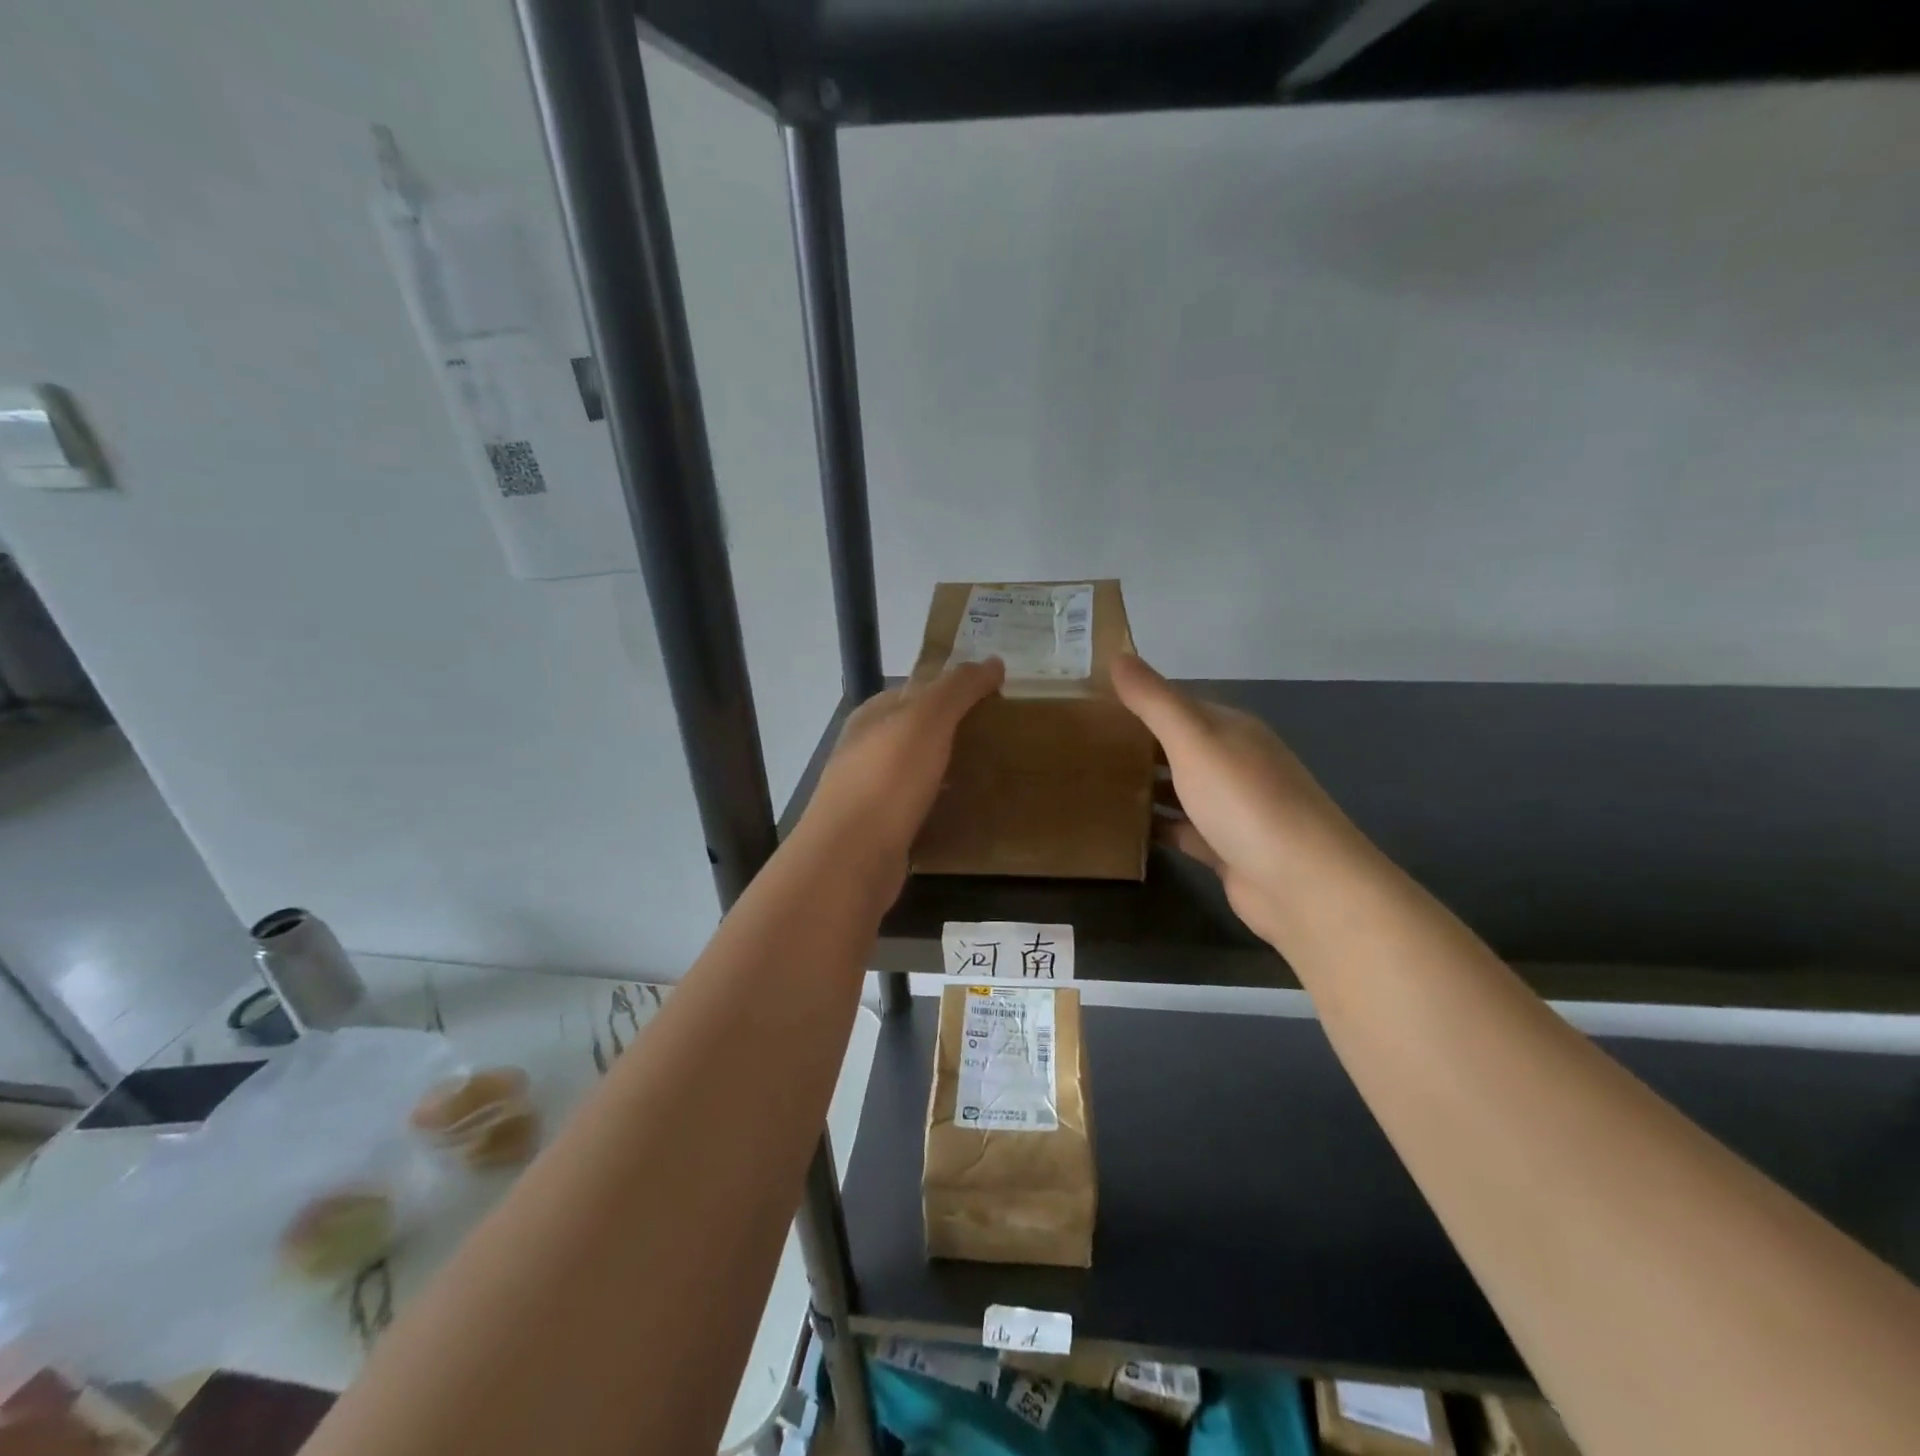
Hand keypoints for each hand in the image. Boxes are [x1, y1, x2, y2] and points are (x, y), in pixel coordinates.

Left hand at [803, 659, 1005, 889]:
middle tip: (1001, 732)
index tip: (994, 693)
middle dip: (953, 728)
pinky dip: (940, 801)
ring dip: (947, 766)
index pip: (916, 688)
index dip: (953, 686)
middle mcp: (866, 749)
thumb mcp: (926, 720)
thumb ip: (958, 689)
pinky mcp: (881, 828)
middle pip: (916, 729)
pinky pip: (918, 804)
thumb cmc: (888, 778)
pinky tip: (965, 808)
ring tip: (991, 769)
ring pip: (916, 768)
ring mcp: (870, 791)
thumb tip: (993, 661)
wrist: (851, 857)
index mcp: (872, 715)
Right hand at [1111, 654, 1361, 942]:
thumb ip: (1154, 701)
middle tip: (1077, 744)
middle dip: (1134, 744)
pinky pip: (1180, 830)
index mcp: (1230, 729)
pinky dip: (1155, 827)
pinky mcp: (1223, 848)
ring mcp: (1230, 808)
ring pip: (1177, 789)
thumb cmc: (1245, 800)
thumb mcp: (1194, 740)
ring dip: (1143, 785)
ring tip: (1089, 783)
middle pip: (1175, 746)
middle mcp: (1233, 762)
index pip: (1176, 704)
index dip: (1136, 701)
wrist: (1301, 883)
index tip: (1087, 703)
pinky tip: (1120, 827)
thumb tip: (1117, 655)